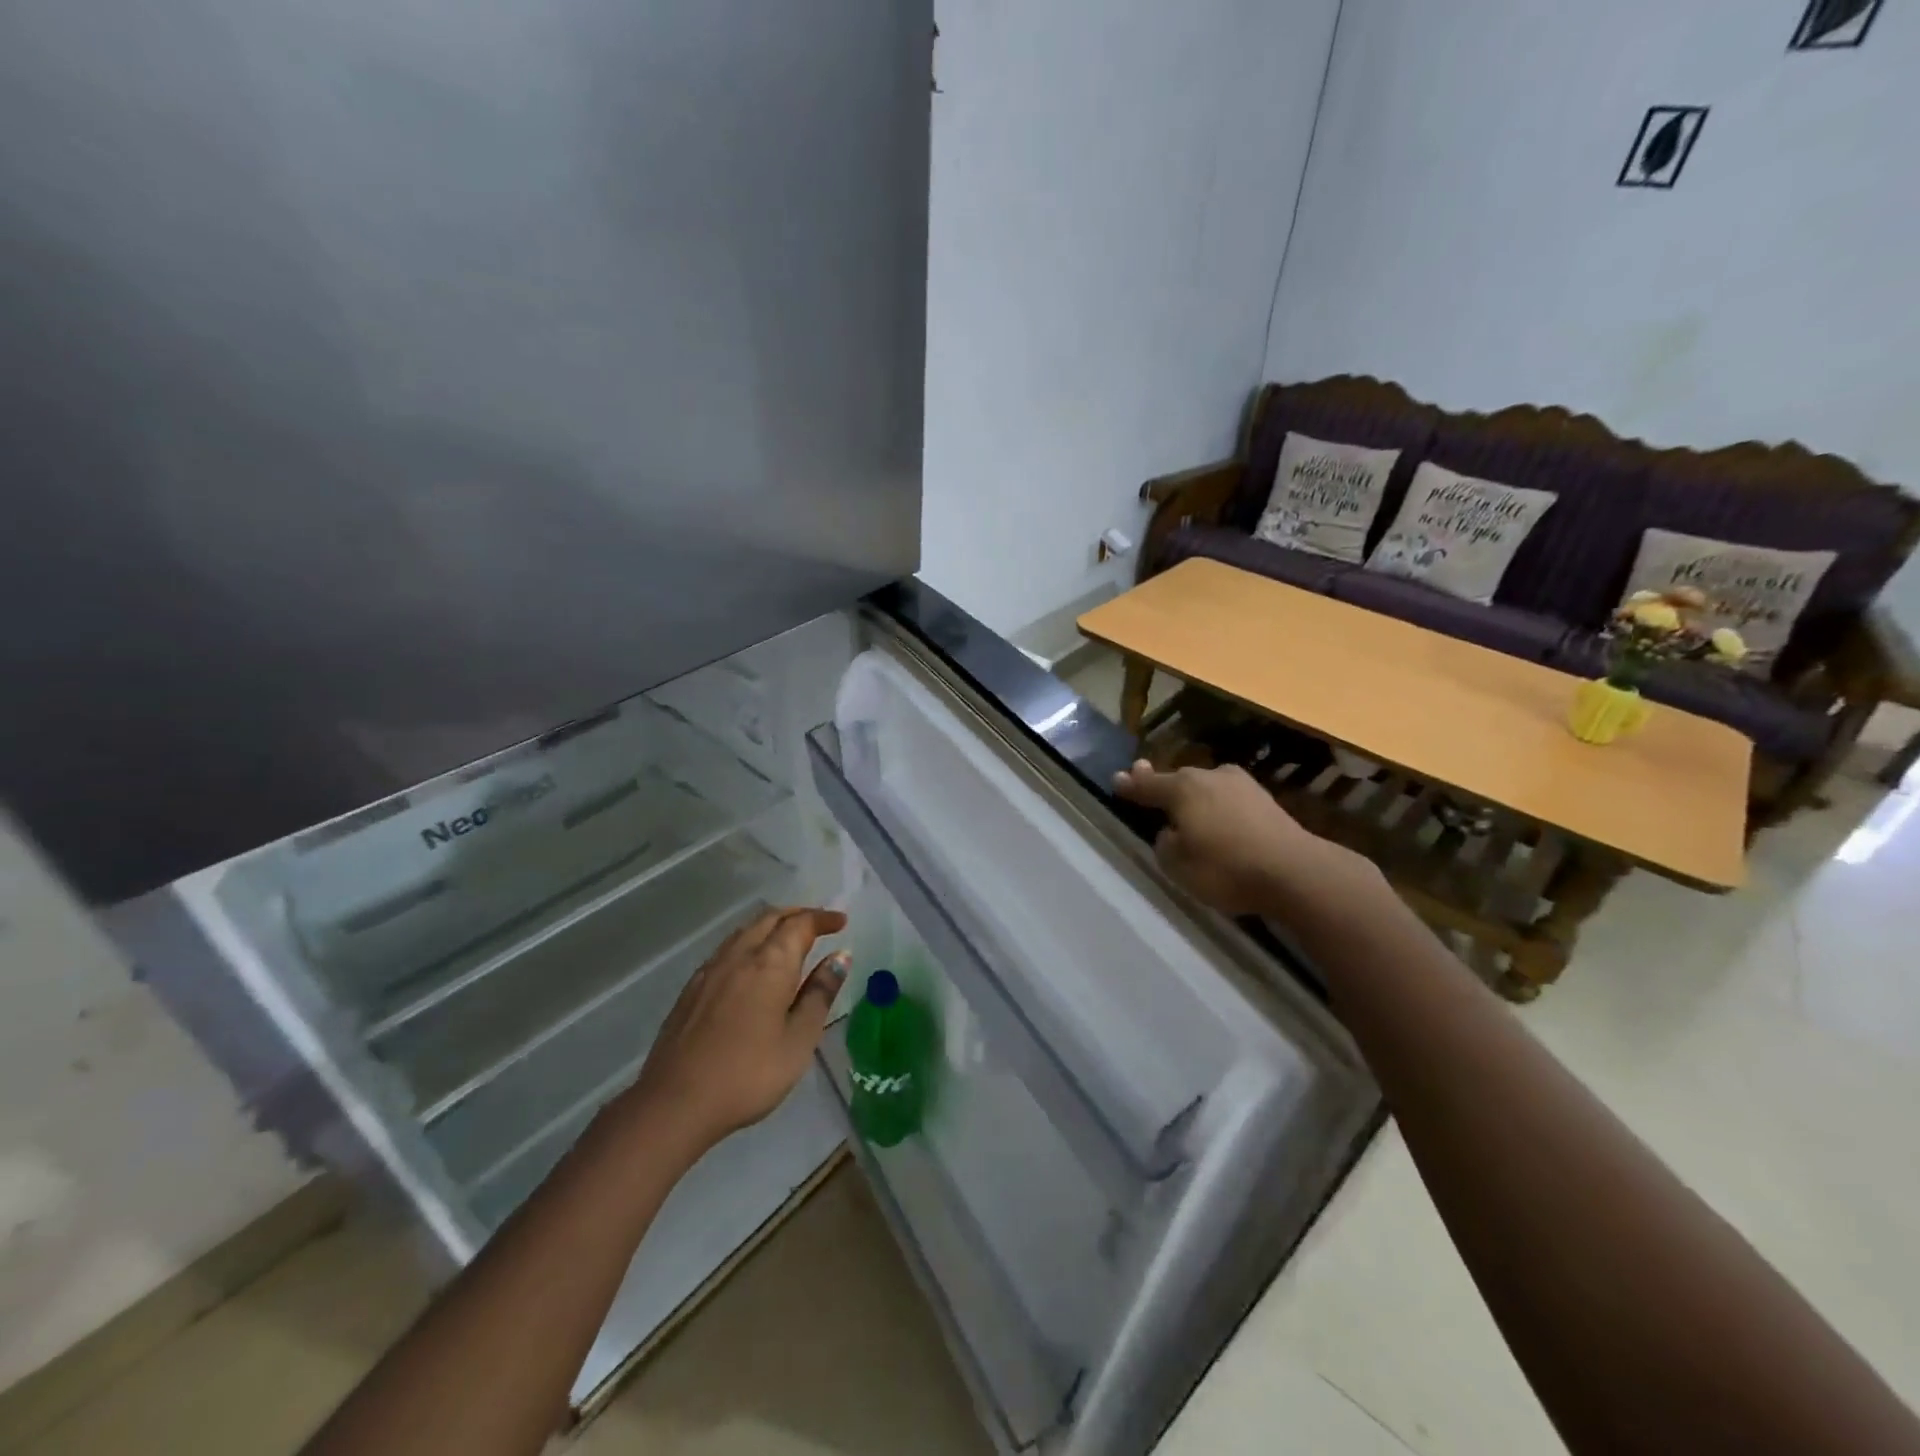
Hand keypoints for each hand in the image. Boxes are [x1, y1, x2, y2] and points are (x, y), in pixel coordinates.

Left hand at [624, 907, 849, 1157]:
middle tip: (819, 924)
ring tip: (789, 939)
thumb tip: (840, 957)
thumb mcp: (799, 1038)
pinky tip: (752, 965)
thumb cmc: (749, 1073)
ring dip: (771, 925)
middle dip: (797, 915)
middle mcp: (739, 955)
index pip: (800, 924)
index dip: (822, 918)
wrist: (675, 1103)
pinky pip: (727, 948)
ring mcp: (711, 970)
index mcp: (770, 963)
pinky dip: (749, 942)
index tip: (841, 921)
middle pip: (770, 918)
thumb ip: (820, 993)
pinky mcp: (691, 988)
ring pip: (745, 930)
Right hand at [1113, 760, 1371, 916]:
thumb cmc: (1226, 869)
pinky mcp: (1265, 799)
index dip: (1130, 785)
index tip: (1117, 779)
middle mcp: (1209, 777)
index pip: (1147, 784)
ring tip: (1188, 814)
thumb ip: (1165, 844)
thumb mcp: (1178, 866)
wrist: (1295, 872)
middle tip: (1149, 789)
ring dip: (1195, 798)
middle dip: (1163, 786)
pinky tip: (1220, 824)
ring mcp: (1241, 784)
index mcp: (1182, 789)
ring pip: (1206, 788)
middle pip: (1178, 780)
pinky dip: (1219, 808)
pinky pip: (1228, 800)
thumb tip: (1173, 831)